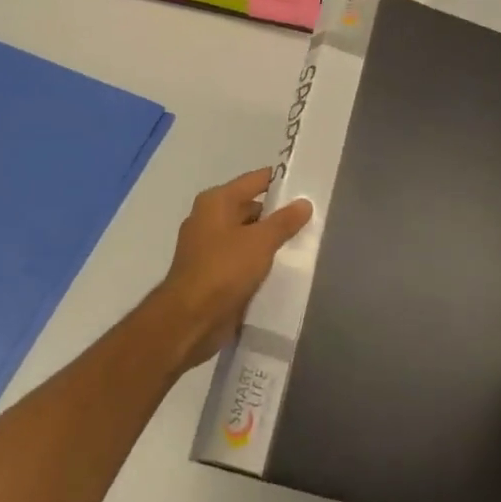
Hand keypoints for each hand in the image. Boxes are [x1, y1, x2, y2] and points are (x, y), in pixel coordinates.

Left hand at [152, 168, 311, 371]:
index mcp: (216, 201)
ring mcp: (208, 247)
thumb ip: (284, 221)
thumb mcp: (260, 241)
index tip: (307, 185)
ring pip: (247, 235)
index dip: (280, 182)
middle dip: (277, 214)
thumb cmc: (224, 269)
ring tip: (302, 243)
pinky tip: (281, 268)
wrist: (190, 320)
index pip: (255, 180)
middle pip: (250, 207)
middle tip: (310, 218)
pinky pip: (241, 258)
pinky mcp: (211, 273)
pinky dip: (258, 261)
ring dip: (268, 240)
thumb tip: (304, 203)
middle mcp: (209, 218)